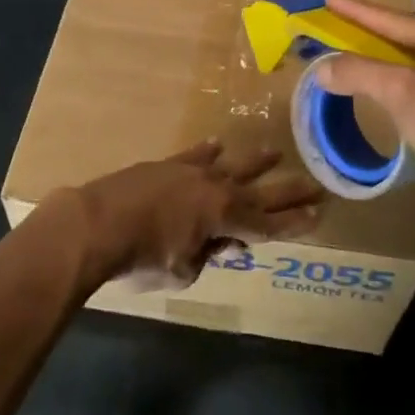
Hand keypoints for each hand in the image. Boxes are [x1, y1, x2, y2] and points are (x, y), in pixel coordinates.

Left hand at [57, 142, 321, 289]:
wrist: (97, 222)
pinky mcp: (166, 165)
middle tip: (316, 185)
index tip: (318, 214)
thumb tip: (210, 245)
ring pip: (231, 166)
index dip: (294, 223)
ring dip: (254, 162)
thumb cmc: (141, 256)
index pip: (268, 224)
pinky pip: (194, 155)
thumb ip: (203, 257)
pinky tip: (218, 143)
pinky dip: (207, 151)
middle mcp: (215, 189)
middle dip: (288, 191)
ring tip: (275, 152)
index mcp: (224, 217)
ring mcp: (190, 172)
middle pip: (259, 192)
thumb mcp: (181, 271)